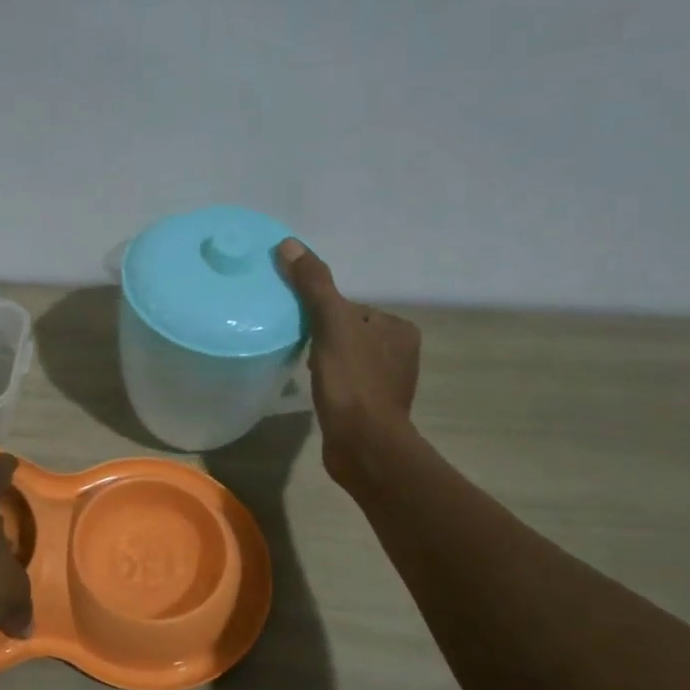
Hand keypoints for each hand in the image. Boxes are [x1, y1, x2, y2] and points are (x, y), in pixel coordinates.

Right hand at [277, 239, 421, 490]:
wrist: (364, 444)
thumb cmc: (352, 382)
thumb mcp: (331, 325)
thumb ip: (314, 286)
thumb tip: (289, 245)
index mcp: (399, 329)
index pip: (351, 308)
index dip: (322, 314)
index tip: (301, 326)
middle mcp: (400, 353)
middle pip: (348, 333)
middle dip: (323, 339)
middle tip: (300, 349)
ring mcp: (388, 384)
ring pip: (347, 359)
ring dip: (326, 363)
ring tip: (306, 373)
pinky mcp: (374, 409)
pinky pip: (346, 385)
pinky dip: (331, 385)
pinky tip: (318, 394)